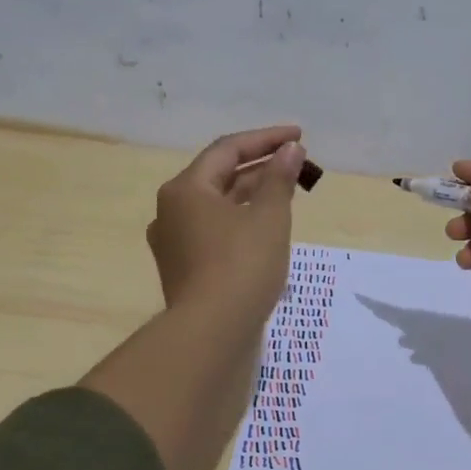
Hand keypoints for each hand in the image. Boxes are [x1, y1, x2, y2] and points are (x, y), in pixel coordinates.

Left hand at [148, 125, 305, 317]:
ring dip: (251, 193)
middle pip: (219, 175)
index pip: (227, 149)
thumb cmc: (242, 266)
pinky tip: (265, 226)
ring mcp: (173, 241)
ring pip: (217, 204)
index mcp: (186, 189)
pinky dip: (240, 219)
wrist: (212, 333)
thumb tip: (290, 150)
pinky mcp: (183, 267)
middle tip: (296, 162)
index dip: (266, 139)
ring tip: (286, 190)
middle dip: (259, 166)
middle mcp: (171, 210)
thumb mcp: (269, 217)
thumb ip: (279, 178)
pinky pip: (214, 229)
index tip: (299, 136)